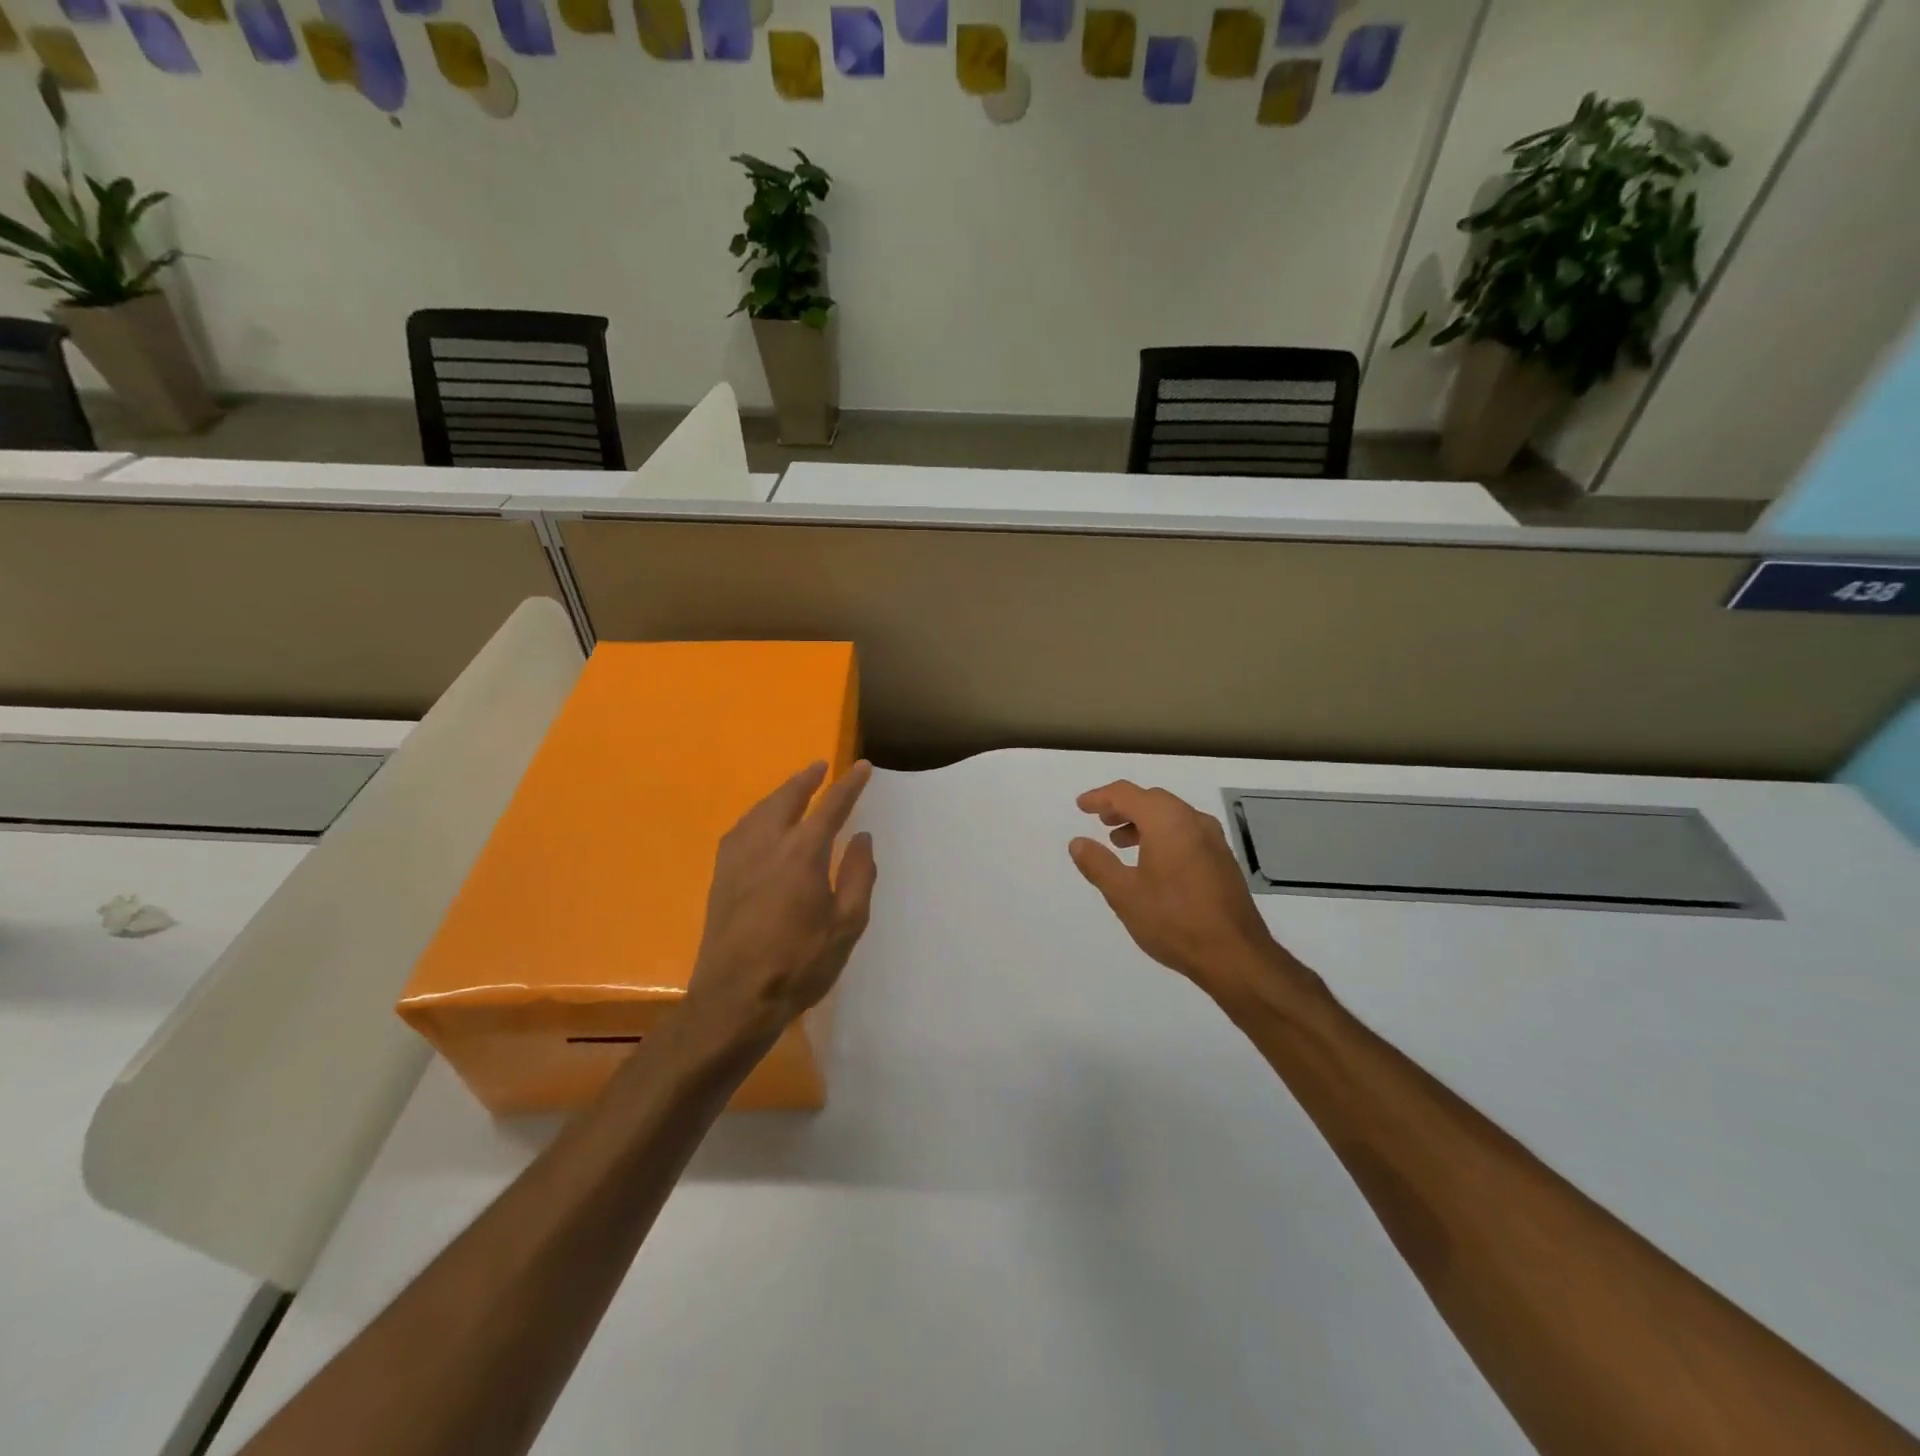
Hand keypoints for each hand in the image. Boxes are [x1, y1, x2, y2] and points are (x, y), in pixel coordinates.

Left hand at [685, 760, 876, 1044]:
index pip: (831, 806)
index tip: (862, 767)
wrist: (734, 999)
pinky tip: (759, 824)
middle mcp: (767, 845)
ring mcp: (738, 859)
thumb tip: (861, 838)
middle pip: (787, 798)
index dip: (849, 785)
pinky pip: (741, 830)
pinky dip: (757, 815)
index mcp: (802, 853)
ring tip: (794, 788)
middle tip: (821, 766)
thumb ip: (857, 876)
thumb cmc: (799, 964)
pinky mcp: (721, 876)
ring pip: (760, 811)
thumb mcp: (846, 925)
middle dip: (806, 779)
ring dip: (780, 794)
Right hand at [1070, 781, 1298, 1003]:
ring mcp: (1213, 839)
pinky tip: (1153, 862)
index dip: (1100, 797)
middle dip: (1123, 807)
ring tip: (1121, 843)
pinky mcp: (1223, 859)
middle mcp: (1193, 820)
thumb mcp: (1124, 894)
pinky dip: (1163, 834)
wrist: (1235, 954)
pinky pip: (1186, 831)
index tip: (1081, 806)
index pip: (1126, 794)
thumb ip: (1098, 863)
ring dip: (1143, 821)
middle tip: (1101, 822)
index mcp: (1167, 821)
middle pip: (1151, 799)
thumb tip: (1078, 842)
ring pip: (1171, 815)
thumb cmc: (1173, 920)